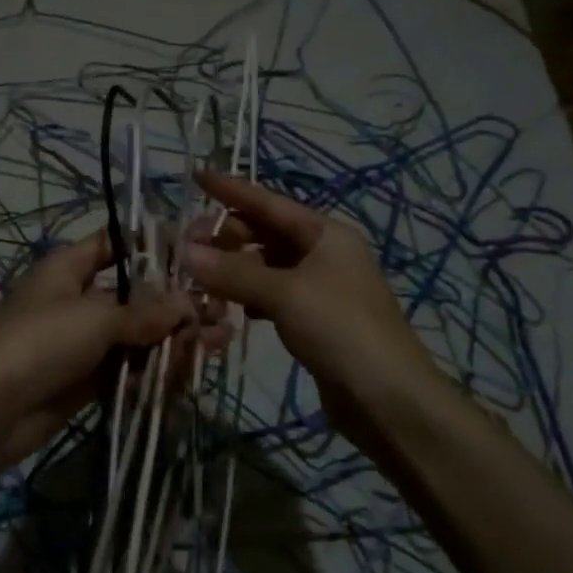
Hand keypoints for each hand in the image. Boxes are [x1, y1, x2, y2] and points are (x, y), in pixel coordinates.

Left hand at [0, 232, 200, 464]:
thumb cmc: (41, 341)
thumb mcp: (97, 318)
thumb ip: (146, 311)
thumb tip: (189, 304)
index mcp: (69, 268)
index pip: (114, 244)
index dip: (152, 246)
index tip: (195, 254)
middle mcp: (76, 299)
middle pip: (135, 296)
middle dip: (176, 306)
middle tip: (220, 315)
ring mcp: (81, 342)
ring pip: (136, 336)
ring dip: (174, 341)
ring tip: (216, 345)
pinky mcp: (85, 380)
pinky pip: (127, 369)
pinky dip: (154, 371)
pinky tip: (186, 375)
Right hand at [183, 170, 442, 445]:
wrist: (388, 398)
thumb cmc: (340, 329)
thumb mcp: (285, 293)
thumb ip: (234, 272)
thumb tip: (185, 251)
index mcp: (325, 233)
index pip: (269, 202)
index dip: (231, 189)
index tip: (196, 174)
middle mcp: (324, 253)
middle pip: (265, 234)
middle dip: (226, 236)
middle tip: (184, 247)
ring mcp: (320, 288)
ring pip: (266, 266)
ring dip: (233, 269)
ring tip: (195, 276)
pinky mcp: (314, 320)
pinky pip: (272, 296)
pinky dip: (247, 297)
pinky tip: (224, 306)